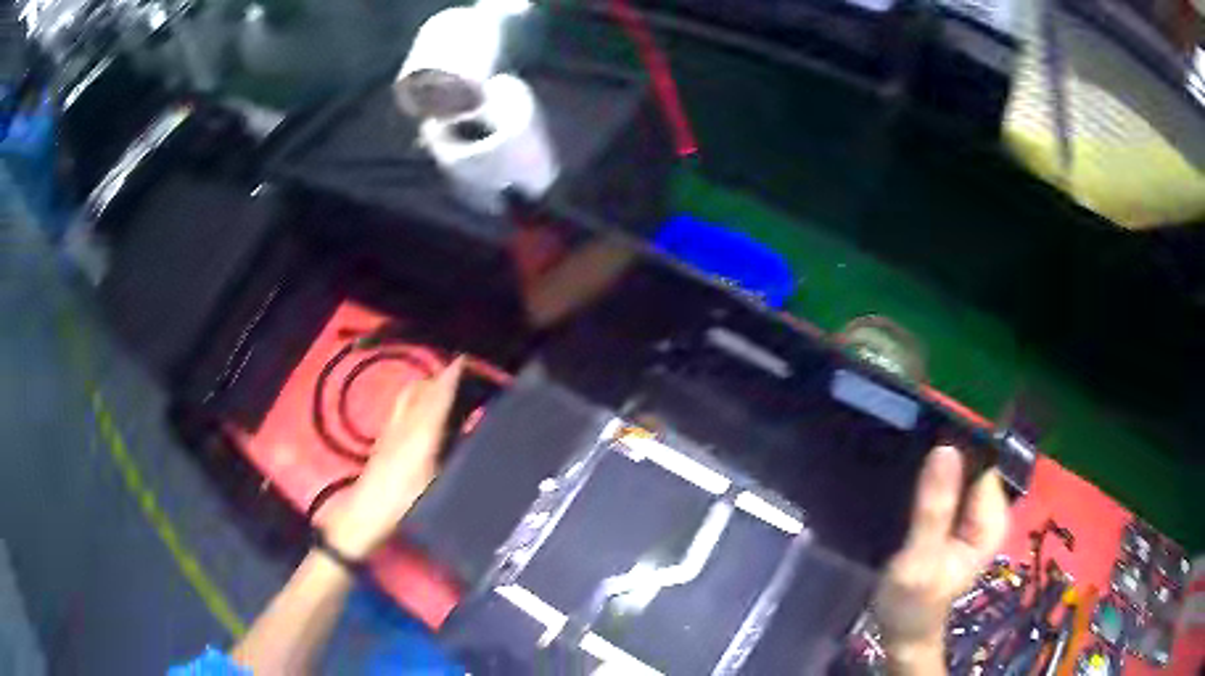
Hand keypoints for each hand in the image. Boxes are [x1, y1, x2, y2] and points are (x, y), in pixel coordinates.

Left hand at [324, 357, 463, 559]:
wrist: (366, 512)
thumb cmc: (405, 501)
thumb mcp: (437, 479)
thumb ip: (452, 450)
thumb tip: (469, 427)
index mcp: (420, 431)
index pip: (438, 395)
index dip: (452, 377)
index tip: (466, 361)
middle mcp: (404, 423)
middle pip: (421, 389)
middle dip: (440, 379)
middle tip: (462, 380)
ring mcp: (390, 429)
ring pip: (409, 396)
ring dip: (427, 388)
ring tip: (444, 393)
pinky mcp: (383, 439)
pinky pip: (402, 408)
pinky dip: (416, 401)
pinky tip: (423, 415)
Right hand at [873, 445, 1009, 668]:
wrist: (904, 632)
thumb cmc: (912, 603)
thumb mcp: (920, 559)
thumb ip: (934, 508)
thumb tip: (946, 448)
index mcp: (992, 519)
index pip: (980, 462)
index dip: (954, 449)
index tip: (921, 444)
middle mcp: (990, 511)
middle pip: (970, 464)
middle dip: (942, 460)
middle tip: (906, 467)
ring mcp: (975, 516)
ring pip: (958, 474)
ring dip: (933, 472)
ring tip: (904, 476)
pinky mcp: (960, 521)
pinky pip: (948, 487)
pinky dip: (930, 485)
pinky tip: (909, 490)